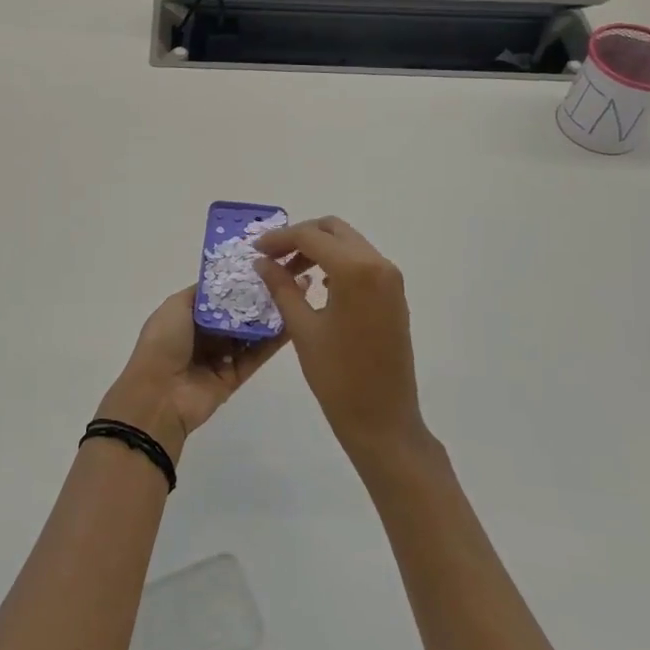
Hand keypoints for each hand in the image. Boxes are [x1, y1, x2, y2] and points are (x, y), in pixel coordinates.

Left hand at [99, 286, 291, 461]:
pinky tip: (293, 322)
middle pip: (237, 313)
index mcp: (187, 316)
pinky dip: (273, 341)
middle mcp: (205, 335)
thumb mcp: (175, 306)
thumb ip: (202, 293)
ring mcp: (221, 356)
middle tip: (287, 277)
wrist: (159, 395)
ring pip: (250, 333)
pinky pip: (257, 355)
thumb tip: (225, 281)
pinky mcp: (235, 376)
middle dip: (258, 297)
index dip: (238, 282)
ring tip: (296, 294)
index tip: (264, 264)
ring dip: (270, 316)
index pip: (219, 296)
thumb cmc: (162, 343)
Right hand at [252, 216, 424, 460]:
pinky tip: (318, 285)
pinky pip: (363, 263)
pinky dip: (338, 263)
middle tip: (272, 257)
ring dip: (319, 249)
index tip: (255, 250)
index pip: (311, 237)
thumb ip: (281, 288)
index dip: (279, 239)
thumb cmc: (337, 377)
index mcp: (356, 271)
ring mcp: (391, 280)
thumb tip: (262, 262)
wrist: (383, 419)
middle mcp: (379, 265)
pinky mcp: (394, 296)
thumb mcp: (302, 329)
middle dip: (301, 237)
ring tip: (290, 272)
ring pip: (350, 244)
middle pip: (334, 230)